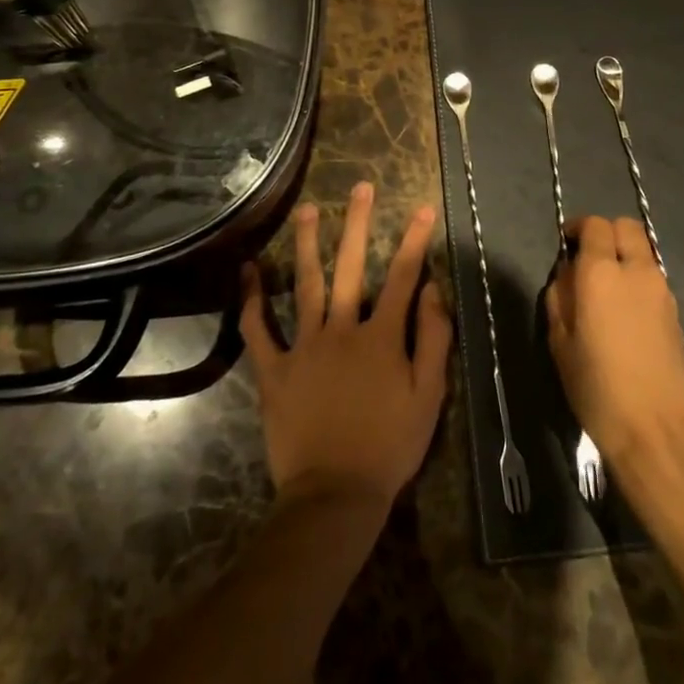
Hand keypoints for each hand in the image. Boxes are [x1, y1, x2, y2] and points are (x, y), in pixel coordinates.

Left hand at [240, 183, 452, 513]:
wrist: (335, 495)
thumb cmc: (390, 446)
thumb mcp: (429, 396)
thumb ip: (434, 338)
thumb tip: (434, 289)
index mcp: (381, 336)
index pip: (404, 277)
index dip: (416, 240)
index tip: (423, 207)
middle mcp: (342, 329)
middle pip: (352, 266)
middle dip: (359, 223)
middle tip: (361, 187)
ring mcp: (304, 347)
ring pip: (306, 285)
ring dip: (307, 244)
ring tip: (308, 210)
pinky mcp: (274, 370)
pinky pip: (259, 330)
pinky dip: (252, 300)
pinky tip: (248, 271)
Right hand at [546, 215, 683, 468]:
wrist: (657, 432)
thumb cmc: (597, 388)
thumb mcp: (560, 343)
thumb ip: (560, 298)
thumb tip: (567, 275)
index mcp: (601, 273)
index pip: (595, 225)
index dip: (578, 227)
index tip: (566, 244)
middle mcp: (637, 271)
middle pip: (626, 227)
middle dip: (606, 233)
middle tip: (587, 258)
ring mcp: (662, 291)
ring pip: (643, 252)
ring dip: (624, 256)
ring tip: (605, 289)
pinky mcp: (676, 313)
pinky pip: (653, 278)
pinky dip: (637, 279)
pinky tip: (624, 313)